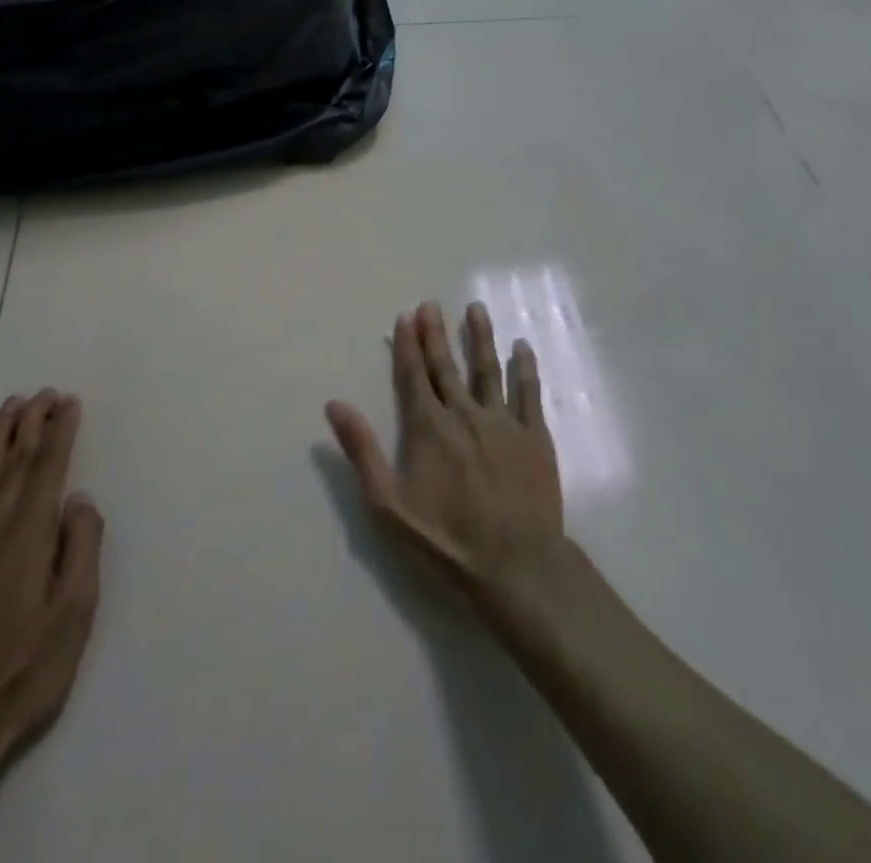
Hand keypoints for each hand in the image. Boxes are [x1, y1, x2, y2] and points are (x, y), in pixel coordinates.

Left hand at [0, 389, 104, 779]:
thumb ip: (80, 548)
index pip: (47, 470)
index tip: (69, 401)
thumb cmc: (21, 676)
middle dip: (31, 424)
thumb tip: (78, 497)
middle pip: (13, 464)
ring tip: (12, 407)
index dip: (59, 431)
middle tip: (44, 392)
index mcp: (27, 539)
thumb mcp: (73, 616)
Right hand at [326, 301, 563, 607]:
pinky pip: (529, 392)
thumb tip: (335, 404)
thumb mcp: (389, 505)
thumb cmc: (445, 541)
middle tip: (432, 304)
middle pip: (447, 365)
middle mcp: (465, 414)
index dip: (408, 345)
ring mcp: (503, 421)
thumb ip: (363, 452)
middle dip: (437, 333)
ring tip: (476, 308)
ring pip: (489, 369)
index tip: (406, 316)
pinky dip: (525, 367)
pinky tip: (522, 347)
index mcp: (429, 428)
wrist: (516, 566)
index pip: (414, 375)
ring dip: (481, 337)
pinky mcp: (534, 436)